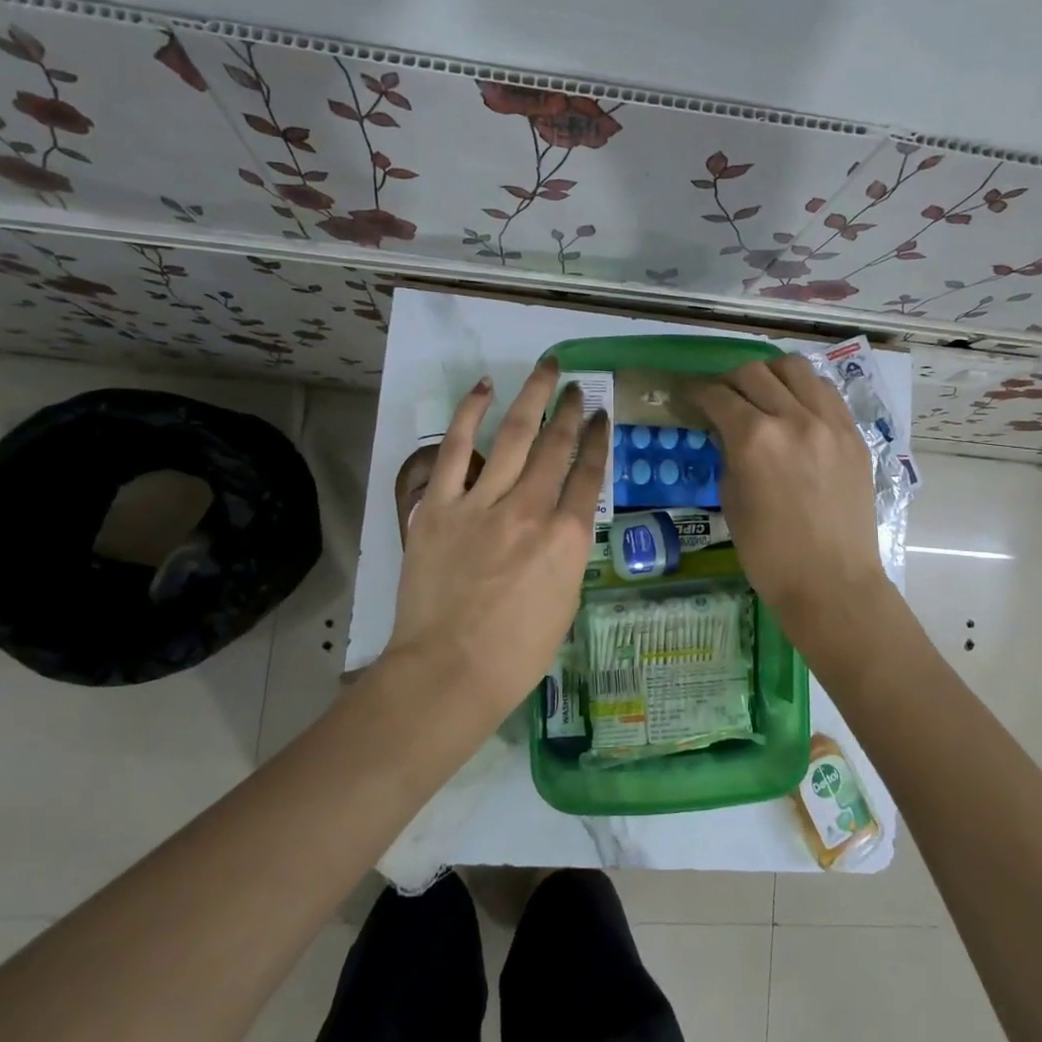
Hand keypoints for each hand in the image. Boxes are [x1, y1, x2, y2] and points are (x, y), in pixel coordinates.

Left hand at [385, 359, 609, 710]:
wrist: (449, 672)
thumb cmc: (516, 653)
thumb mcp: (564, 600)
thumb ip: (566, 551)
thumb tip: (561, 520)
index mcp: (567, 539)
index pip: (590, 476)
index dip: (598, 440)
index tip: (602, 417)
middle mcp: (531, 511)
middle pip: (557, 447)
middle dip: (571, 411)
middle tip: (577, 388)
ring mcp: (483, 504)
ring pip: (514, 435)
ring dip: (534, 397)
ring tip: (548, 369)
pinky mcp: (440, 506)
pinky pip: (455, 448)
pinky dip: (470, 413)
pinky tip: (484, 388)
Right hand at [693, 354, 888, 640]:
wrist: (832, 582)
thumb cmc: (770, 554)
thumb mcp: (732, 501)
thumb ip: (728, 456)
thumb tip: (726, 433)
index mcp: (755, 440)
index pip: (719, 396)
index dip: (698, 393)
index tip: (691, 397)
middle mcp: (793, 418)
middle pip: (754, 372)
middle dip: (730, 380)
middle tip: (723, 397)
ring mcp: (830, 423)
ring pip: (796, 369)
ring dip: (771, 375)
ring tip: (763, 393)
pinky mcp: (854, 434)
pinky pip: (826, 392)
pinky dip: (804, 390)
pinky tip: (796, 408)